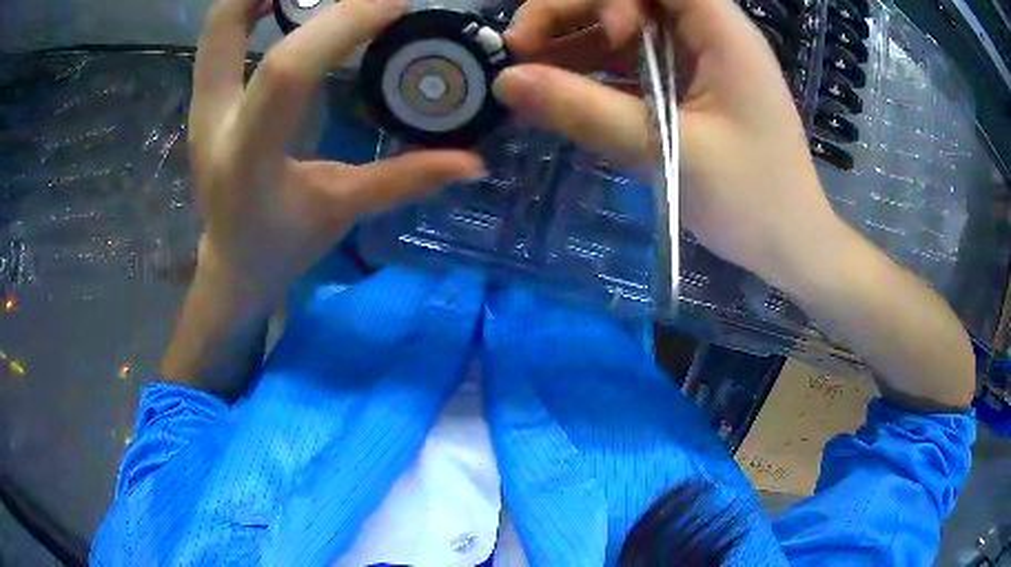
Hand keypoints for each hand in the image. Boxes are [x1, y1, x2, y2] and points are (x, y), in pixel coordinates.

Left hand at [189, 0, 483, 307]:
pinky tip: (287, 2)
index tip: (396, 3)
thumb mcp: (341, 212)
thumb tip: (474, 162)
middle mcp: (212, 120)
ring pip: (217, 26)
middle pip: (224, 24)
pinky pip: (220, 39)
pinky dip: (251, 8)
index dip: (342, 24)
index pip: (287, 70)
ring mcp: (201, 106)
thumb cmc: (281, 246)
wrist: (231, 266)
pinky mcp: (204, 100)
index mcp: (248, 156)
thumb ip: (404, 180)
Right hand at [494, 0, 839, 281]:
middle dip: (571, 14)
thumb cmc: (753, 199)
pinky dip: (594, 77)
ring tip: (529, 78)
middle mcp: (707, 33)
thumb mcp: (670, 150)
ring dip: (573, 45)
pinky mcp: (686, 90)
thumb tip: (507, 81)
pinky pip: (631, 66)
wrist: (791, 247)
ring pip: (623, 30)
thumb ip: (588, 111)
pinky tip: (560, 97)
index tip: (574, 33)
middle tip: (520, 51)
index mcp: (720, 30)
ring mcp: (696, 61)